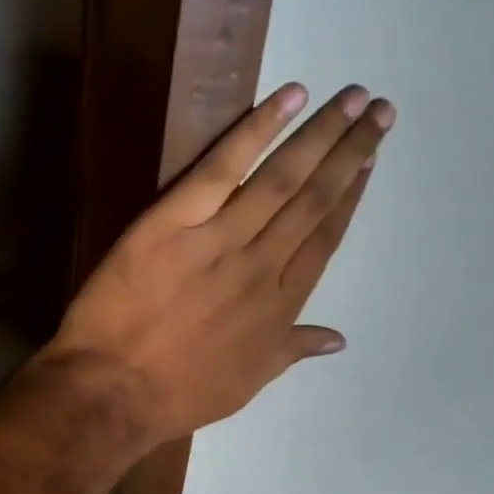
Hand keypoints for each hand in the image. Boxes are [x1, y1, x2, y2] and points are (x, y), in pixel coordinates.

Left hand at [39, 83, 393, 444]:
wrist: (114, 389)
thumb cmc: (178, 396)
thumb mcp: (246, 385)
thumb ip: (291, 351)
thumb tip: (337, 338)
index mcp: (279, 307)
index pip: (324, 240)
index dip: (349, 198)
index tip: (368, 163)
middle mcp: (261, 266)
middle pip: (313, 200)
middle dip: (349, 153)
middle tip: (379, 110)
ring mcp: (219, 240)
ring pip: (281, 178)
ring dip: (320, 134)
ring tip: (351, 98)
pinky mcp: (174, 221)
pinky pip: (222, 167)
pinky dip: (257, 130)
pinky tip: (290, 98)